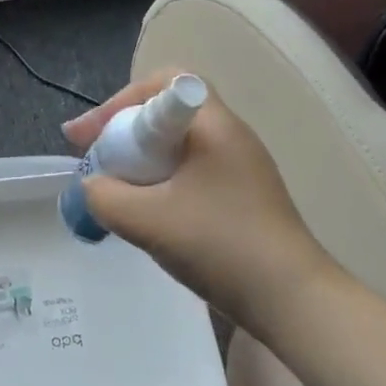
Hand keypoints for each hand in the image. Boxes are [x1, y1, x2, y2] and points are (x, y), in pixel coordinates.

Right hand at [63, 70, 337, 338]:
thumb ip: (103, 195)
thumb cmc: (220, 245)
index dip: (121, 101)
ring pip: (176, 147)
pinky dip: (160, 182)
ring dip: (140, 160)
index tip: (92, 134)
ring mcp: (240, 168)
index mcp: (215, 126)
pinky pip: (190, 173)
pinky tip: (147, 213)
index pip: (165, 82)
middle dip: (123, 131)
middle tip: (94, 159)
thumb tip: (92, 186)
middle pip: (165, 114)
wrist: (293, 303)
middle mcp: (231, 137)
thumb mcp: (146, 219)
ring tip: (114, 187)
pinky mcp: (243, 198)